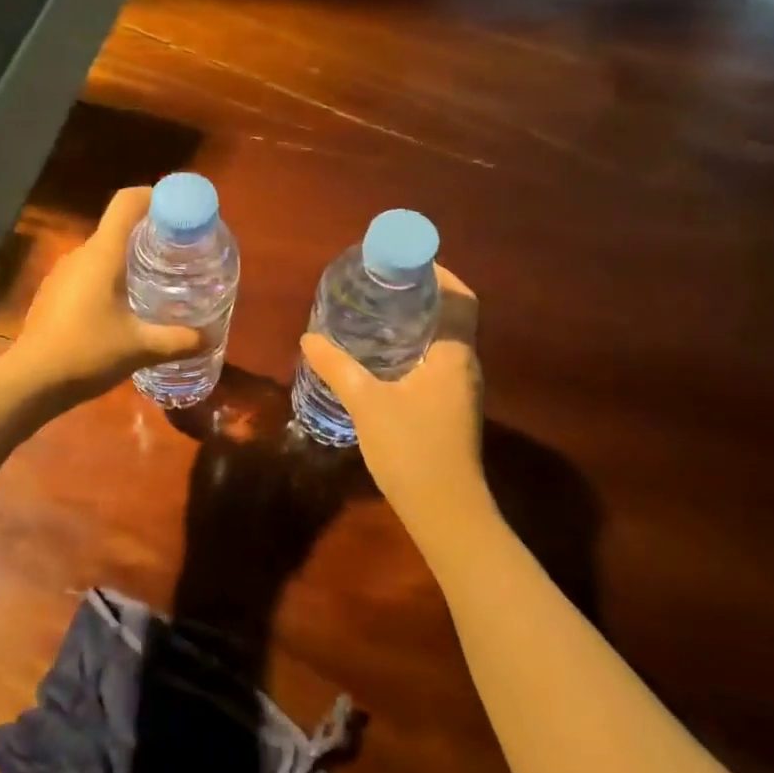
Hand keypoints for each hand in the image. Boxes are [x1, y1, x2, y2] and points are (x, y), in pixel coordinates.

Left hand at [11, 188, 203, 401]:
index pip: (127, 202)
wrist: (31, 379)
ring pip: (103, 252)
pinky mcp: (54, 292)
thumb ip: (178, 340)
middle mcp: (81, 254)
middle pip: (119, 227)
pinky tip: (124, 306)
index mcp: (102, 254)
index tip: (180, 212)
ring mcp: (63, 273)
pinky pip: (89, 272)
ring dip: (130, 259)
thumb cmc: (87, 353)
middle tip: (180, 254)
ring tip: (158, 281)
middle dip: (151, 234)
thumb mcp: (140, 348)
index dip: (155, 197)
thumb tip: (208, 337)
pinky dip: (111, 278)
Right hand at [299, 267, 489, 526]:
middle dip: (423, 295)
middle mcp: (464, 366)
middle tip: (382, 284)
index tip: (407, 262)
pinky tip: (383, 358)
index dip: (441, 274)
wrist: (443, 510)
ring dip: (418, 323)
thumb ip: (337, 367)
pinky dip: (414, 349)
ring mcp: (460, 390)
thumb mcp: (367, 403)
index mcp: (454, 355)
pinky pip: (436, 363)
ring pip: (444, 341)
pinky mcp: (450, 409)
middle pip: (453, 316)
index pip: (461, 299)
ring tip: (378, 313)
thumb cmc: (411, 448)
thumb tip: (309, 337)